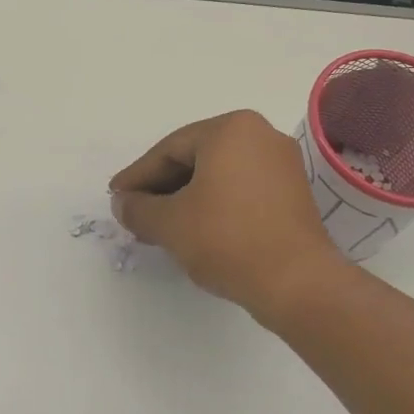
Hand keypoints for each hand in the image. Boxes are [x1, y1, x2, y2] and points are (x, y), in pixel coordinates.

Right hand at [110, 110, 348, 317]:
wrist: (297, 283)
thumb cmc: (227, 239)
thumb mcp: (170, 223)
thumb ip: (138, 209)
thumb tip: (122, 203)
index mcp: (231, 129)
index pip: (169, 150)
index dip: (138, 176)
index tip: (116, 197)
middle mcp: (261, 135)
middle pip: (195, 158)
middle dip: (161, 187)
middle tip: (135, 212)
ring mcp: (281, 164)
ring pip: (218, 175)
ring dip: (186, 198)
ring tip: (160, 226)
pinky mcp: (292, 193)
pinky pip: (241, 189)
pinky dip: (214, 204)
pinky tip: (195, 229)